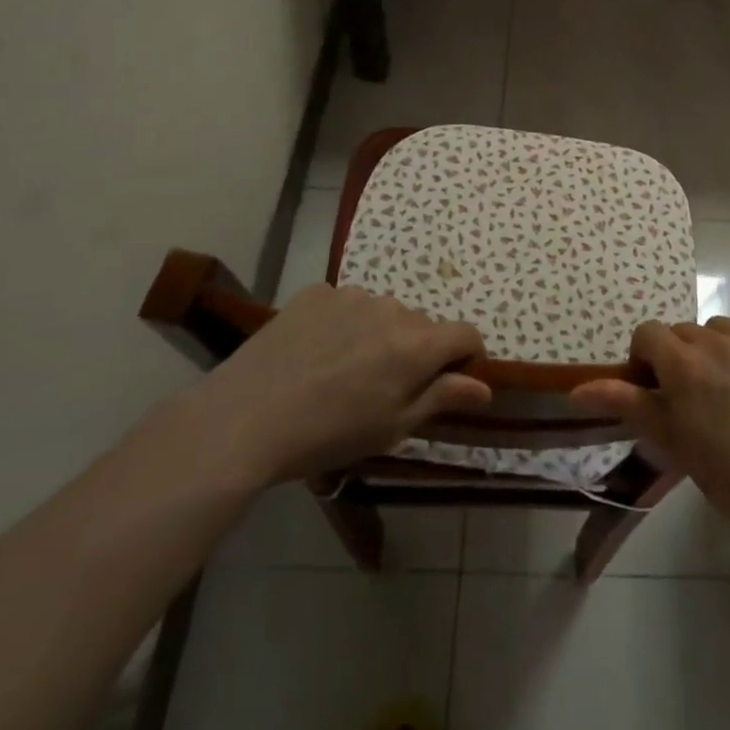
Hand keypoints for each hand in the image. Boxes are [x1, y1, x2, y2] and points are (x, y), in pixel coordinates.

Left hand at [192, 284, 491, 486]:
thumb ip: (442, 398)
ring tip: (345, 370)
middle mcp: (391, 309)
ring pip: (383, 313)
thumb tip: (484, 386)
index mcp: (416, 345)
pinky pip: (346, 305)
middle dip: (417, 351)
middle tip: (386, 387)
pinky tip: (316, 354)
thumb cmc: (328, 435)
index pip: (466, 334)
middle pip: (422, 325)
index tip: (454, 379)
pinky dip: (344, 324)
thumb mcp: (392, 428)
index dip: (468, 356)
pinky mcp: (316, 294)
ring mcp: (351, 296)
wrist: (245, 419)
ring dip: (380, 335)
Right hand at [570, 309, 729, 548]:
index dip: (645, 360)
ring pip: (718, 327)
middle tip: (694, 400)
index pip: (647, 333)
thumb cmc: (728, 474)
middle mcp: (714, 340)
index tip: (656, 392)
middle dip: (679, 358)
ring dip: (714, 349)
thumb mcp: (670, 440)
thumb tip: (577, 389)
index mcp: (681, 363)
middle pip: (682, 332)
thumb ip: (626, 404)